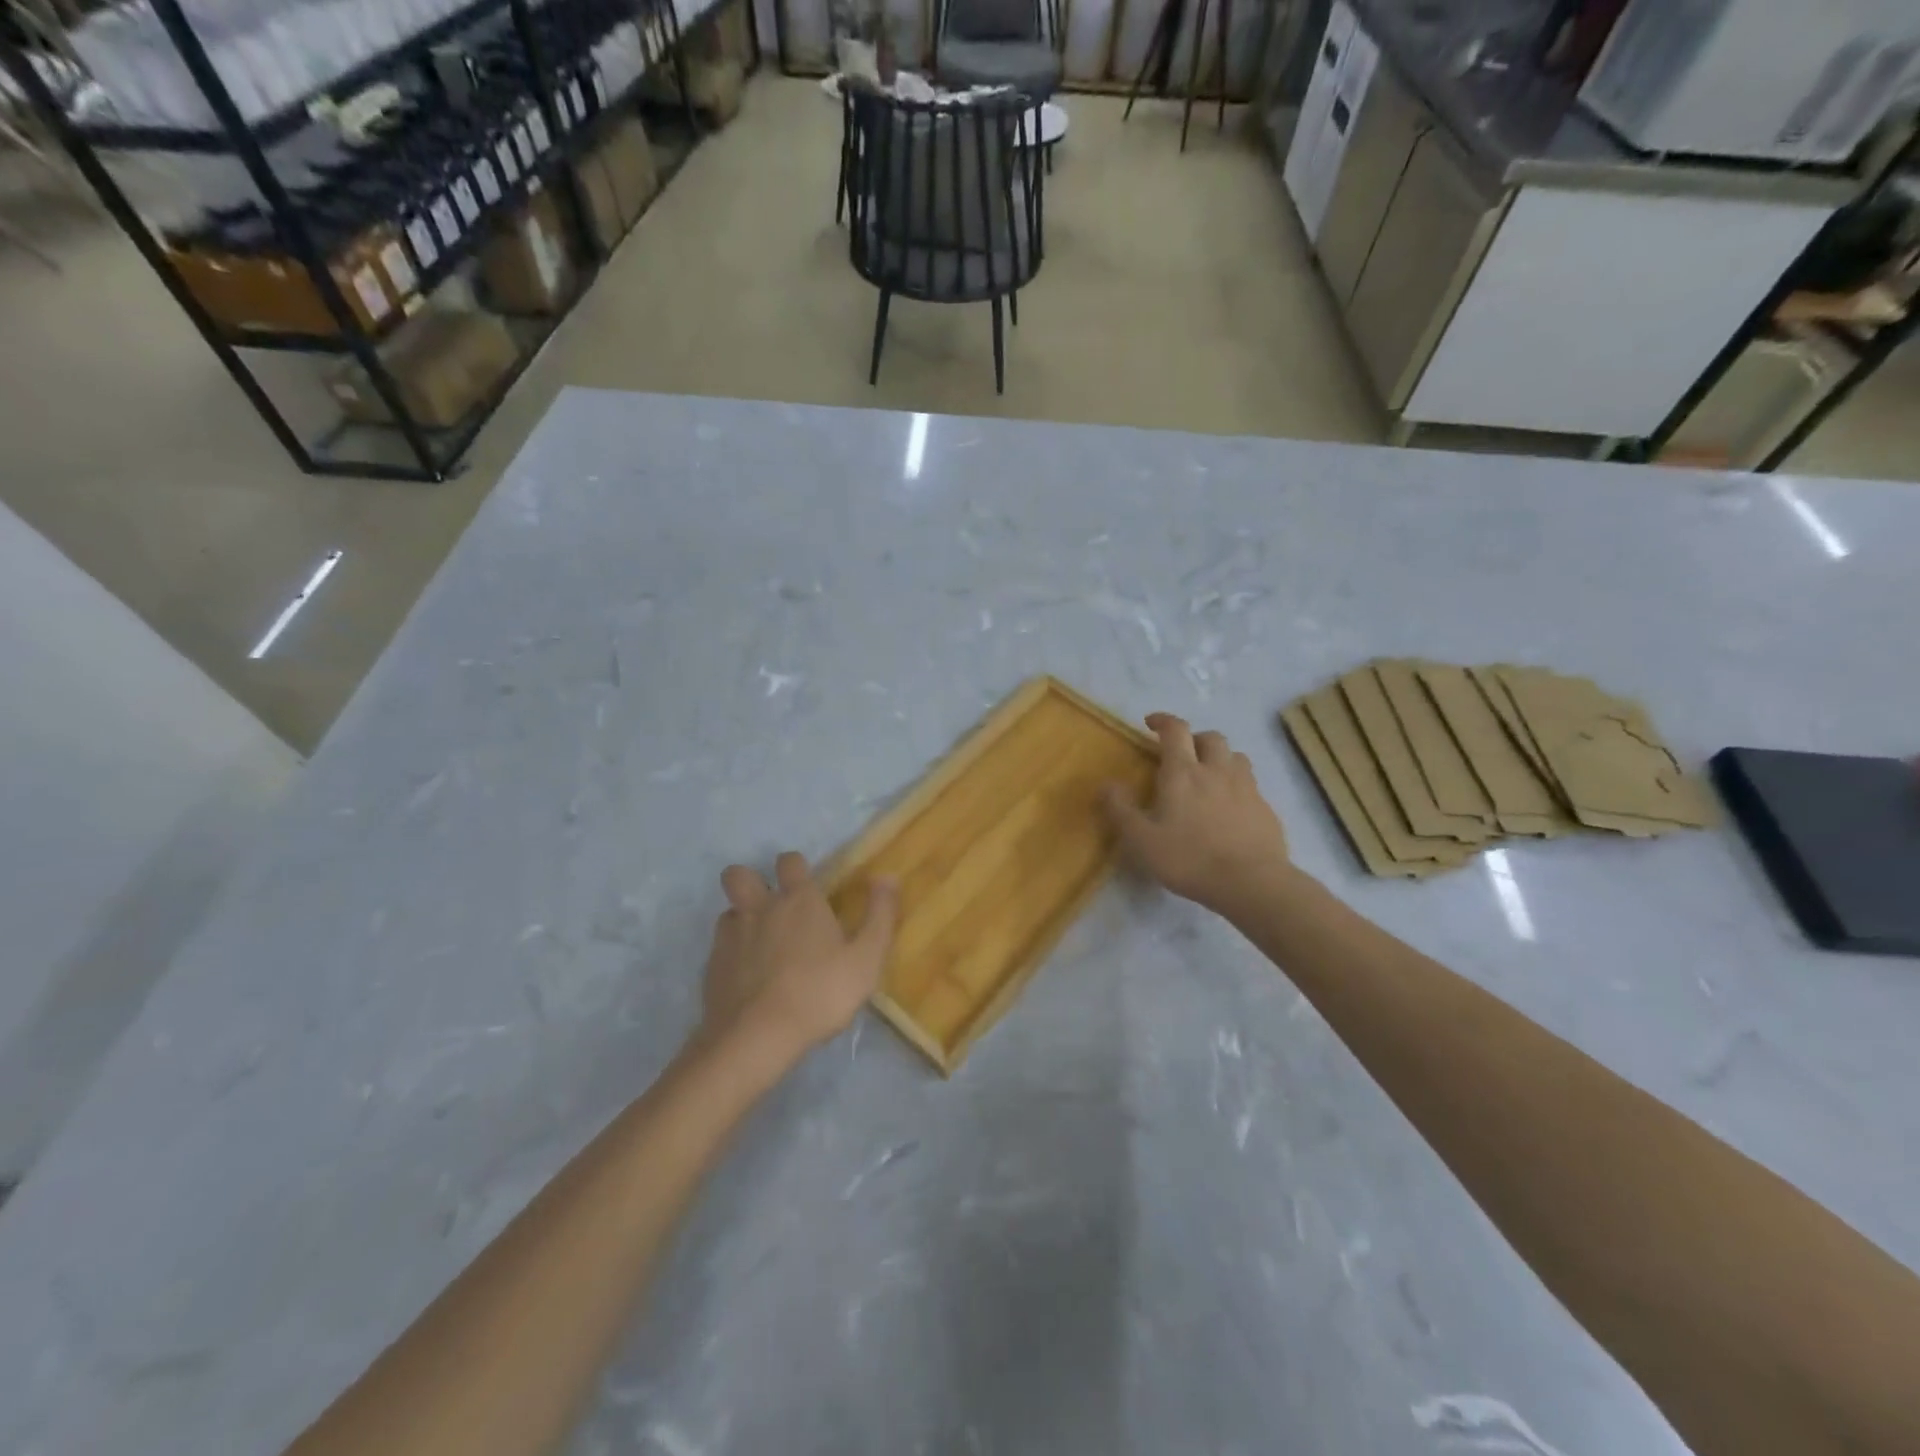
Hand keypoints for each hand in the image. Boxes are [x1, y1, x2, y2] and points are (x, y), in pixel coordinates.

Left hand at [699, 852, 898, 1068]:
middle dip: (750, 881)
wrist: (757, 1038)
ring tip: (759, 945)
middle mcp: (760, 909)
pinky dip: (732, 955)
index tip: (807, 886)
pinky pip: (719, 947)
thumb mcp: (866, 958)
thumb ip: (880, 915)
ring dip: (742, 920)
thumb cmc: (820, 993)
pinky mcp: (712, 967)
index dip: (796, 868)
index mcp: (798, 901)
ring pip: (728, 912)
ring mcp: (730, 937)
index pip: (790, 861)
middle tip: (770, 906)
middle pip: (739, 875)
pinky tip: (747, 978)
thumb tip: (888, 876)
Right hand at [1103, 714, 1289, 912]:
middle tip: (1182, 754)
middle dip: (1194, 738)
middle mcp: (1217, 770)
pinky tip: (1230, 808)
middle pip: (1210, 737)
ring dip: (1220, 758)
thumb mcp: (1141, 839)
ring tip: (1209, 776)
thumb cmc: (1189, 858)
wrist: (1251, 883)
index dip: (1163, 720)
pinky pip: (1251, 785)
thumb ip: (1120, 809)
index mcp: (1183, 772)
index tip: (1151, 723)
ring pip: (1236, 757)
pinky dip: (1237, 785)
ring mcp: (1246, 788)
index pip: (1175, 730)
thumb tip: (1105, 784)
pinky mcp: (1266, 808)